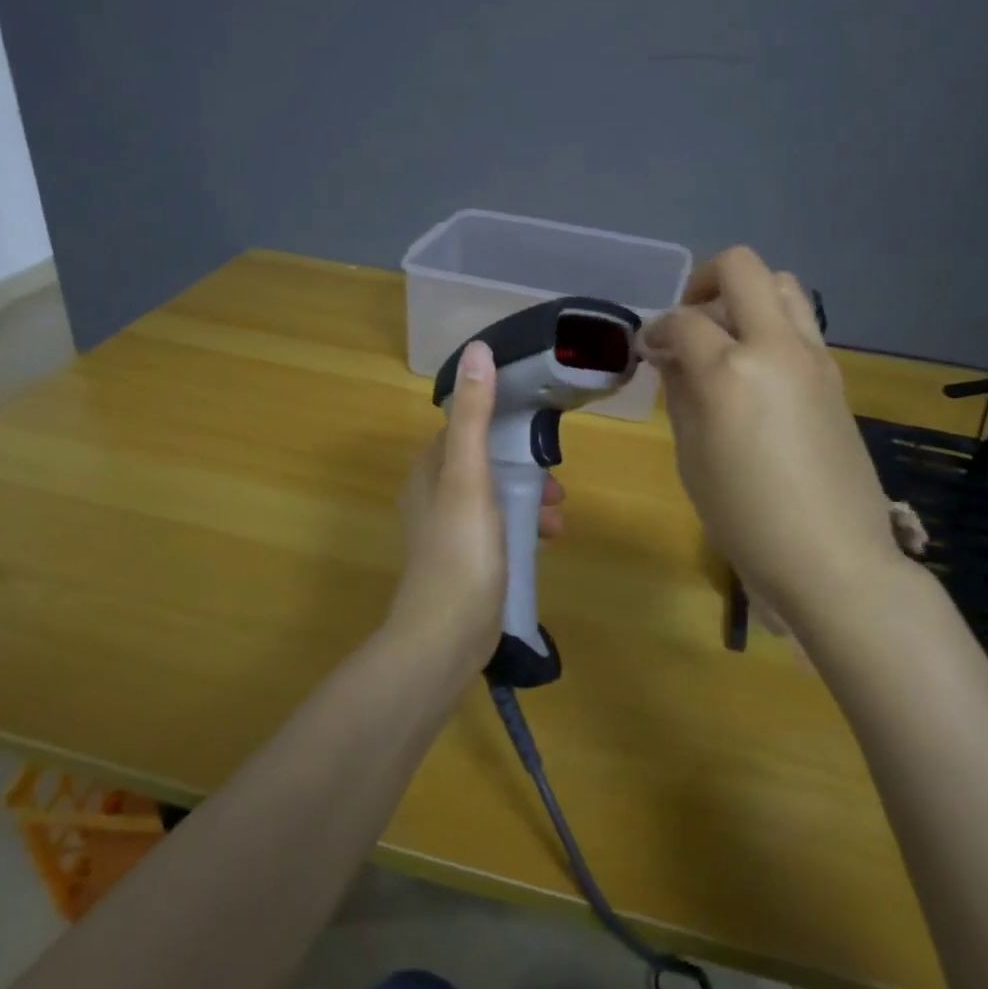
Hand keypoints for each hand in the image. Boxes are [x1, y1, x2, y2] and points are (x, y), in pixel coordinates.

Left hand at [388, 340, 566, 664]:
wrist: (445, 637)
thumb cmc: (461, 550)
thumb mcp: (470, 476)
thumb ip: (475, 416)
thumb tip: (478, 351)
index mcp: (429, 470)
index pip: (467, 429)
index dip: (503, 426)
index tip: (539, 435)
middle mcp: (433, 495)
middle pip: (486, 464)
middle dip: (524, 470)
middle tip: (557, 485)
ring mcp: (448, 531)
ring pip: (496, 498)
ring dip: (529, 501)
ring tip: (558, 520)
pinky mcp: (464, 561)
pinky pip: (498, 529)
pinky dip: (523, 528)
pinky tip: (546, 543)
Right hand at [639, 248, 905, 625]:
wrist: (831, 558)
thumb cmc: (744, 518)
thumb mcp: (692, 455)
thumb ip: (680, 391)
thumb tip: (672, 354)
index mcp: (731, 370)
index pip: (683, 320)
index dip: (657, 330)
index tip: (649, 351)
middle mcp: (776, 346)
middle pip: (742, 268)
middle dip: (704, 283)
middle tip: (689, 324)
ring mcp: (814, 356)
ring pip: (782, 283)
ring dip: (746, 296)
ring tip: (727, 339)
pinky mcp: (835, 374)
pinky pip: (801, 323)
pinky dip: (772, 326)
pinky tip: (757, 371)